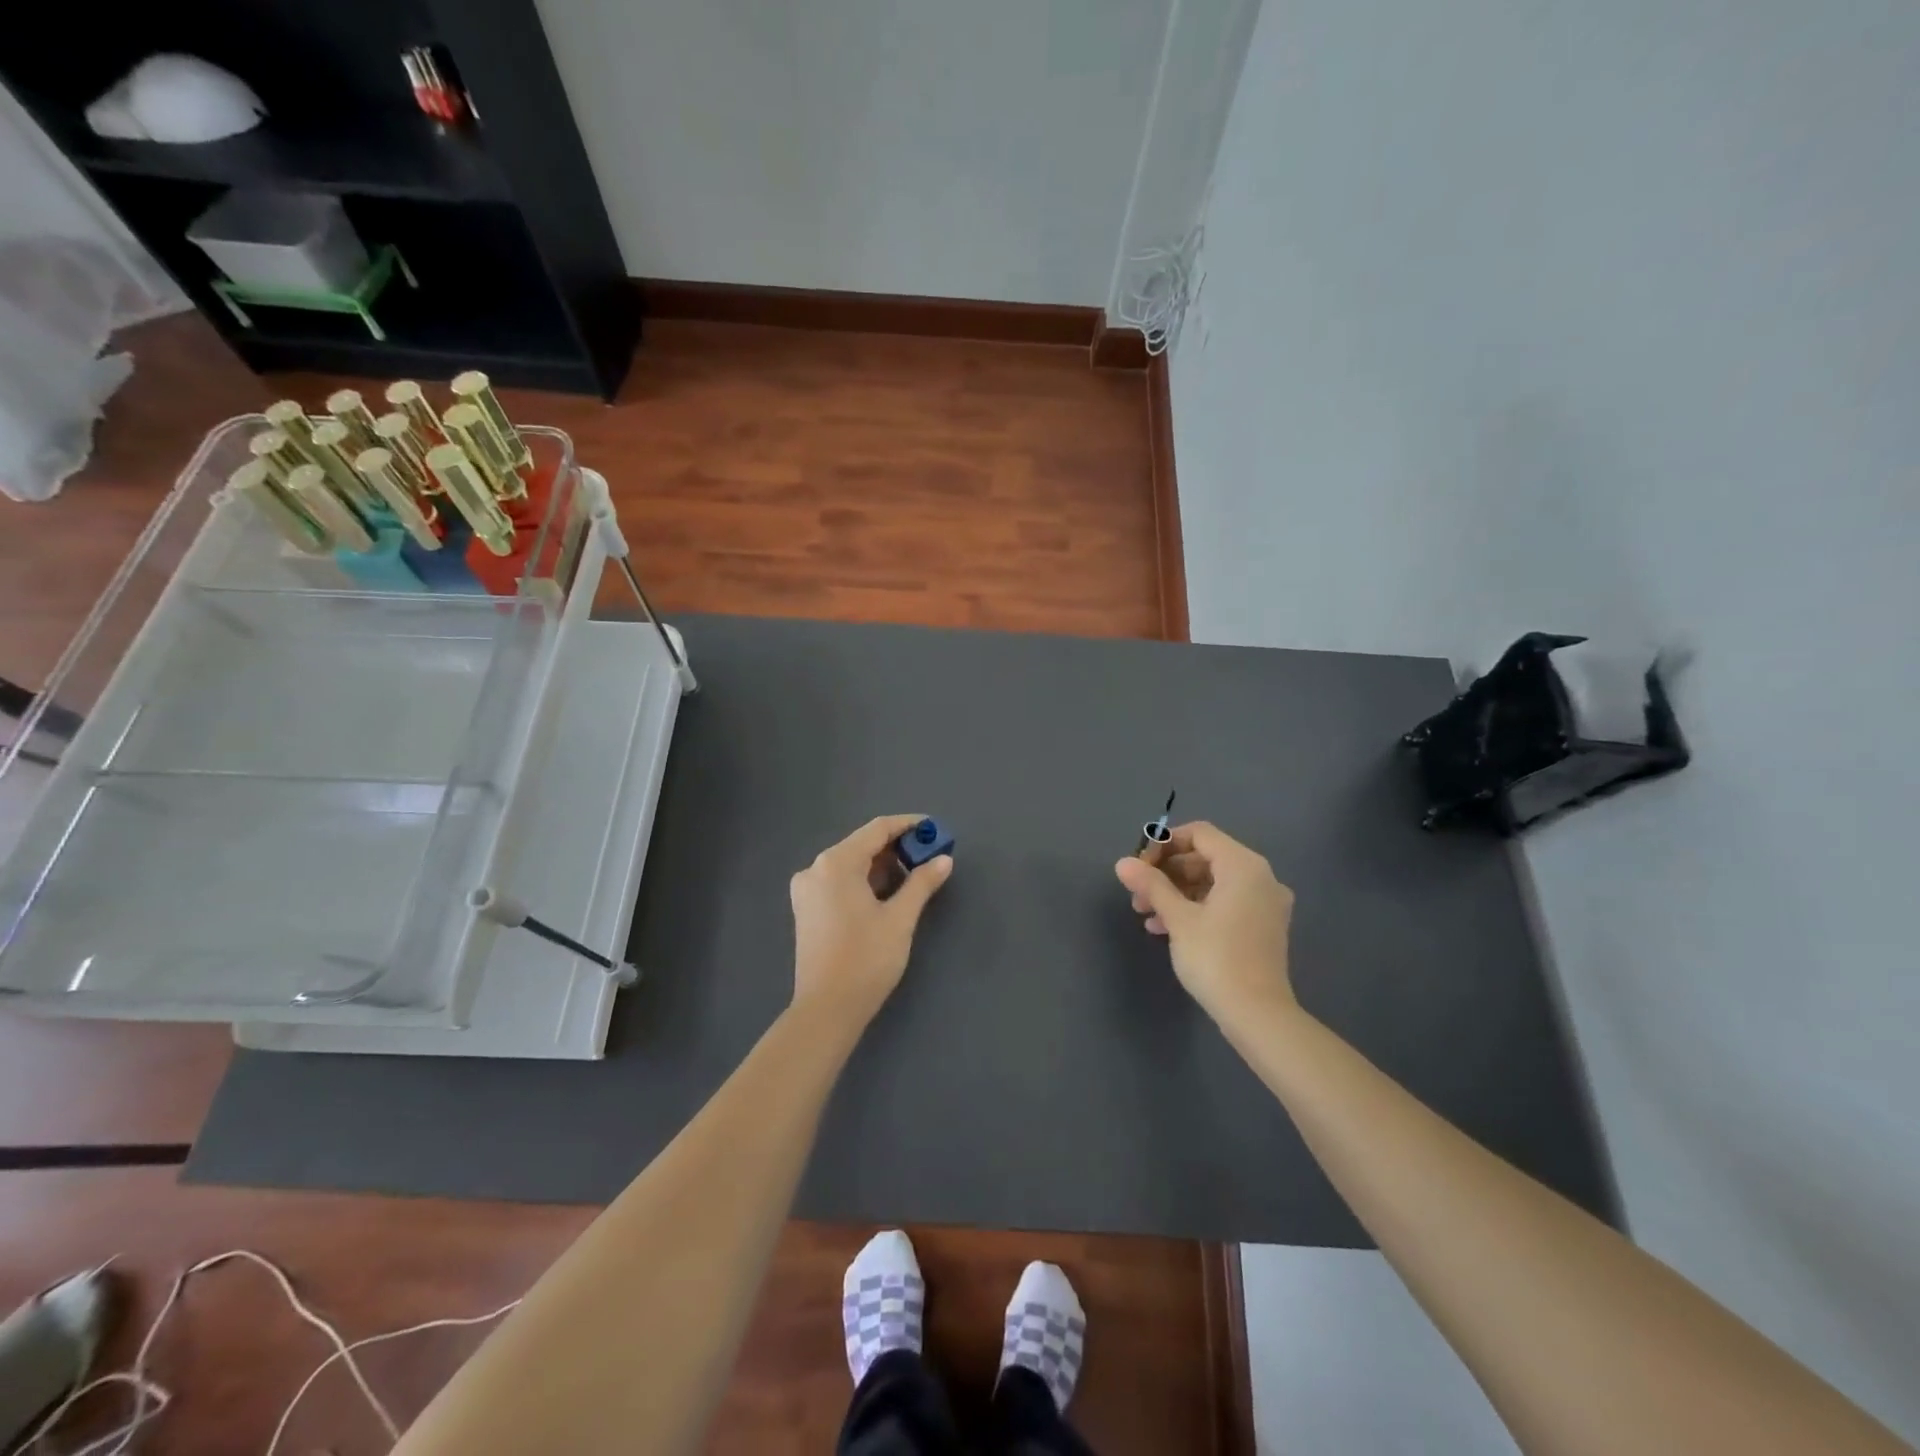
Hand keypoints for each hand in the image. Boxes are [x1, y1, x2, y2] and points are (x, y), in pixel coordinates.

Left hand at [790, 814, 952, 1023]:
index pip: (877, 830)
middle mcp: (815, 868)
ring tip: (914, 877)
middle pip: (862, 845)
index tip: (934, 828)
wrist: (826, 1010)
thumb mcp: (900, 918)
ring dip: (882, 866)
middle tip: (929, 856)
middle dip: (897, 848)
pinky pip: (840, 882)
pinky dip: (864, 881)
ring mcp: (806, 890)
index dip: (908, 825)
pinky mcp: (806, 909)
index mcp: (836, 863)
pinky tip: (887, 894)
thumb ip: (922, 883)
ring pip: (851, 865)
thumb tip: (943, 859)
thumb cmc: (866, 959)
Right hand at [1114, 822, 1295, 1025]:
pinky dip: (1196, 907)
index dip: (1164, 843)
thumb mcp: (1177, 918)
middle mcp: (1260, 877)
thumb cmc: (1216, 958)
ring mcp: (1265, 903)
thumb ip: (1151, 885)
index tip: (1140, 866)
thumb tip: (1123, 863)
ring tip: (1145, 913)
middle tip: (1138, 893)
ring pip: (1213, 882)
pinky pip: (1225, 902)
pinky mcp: (1263, 927)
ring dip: (1176, 892)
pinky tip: (1165, 928)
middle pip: (1205, 857)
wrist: (1258, 1015)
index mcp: (1243, 866)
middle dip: (1167, 872)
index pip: (1199, 834)